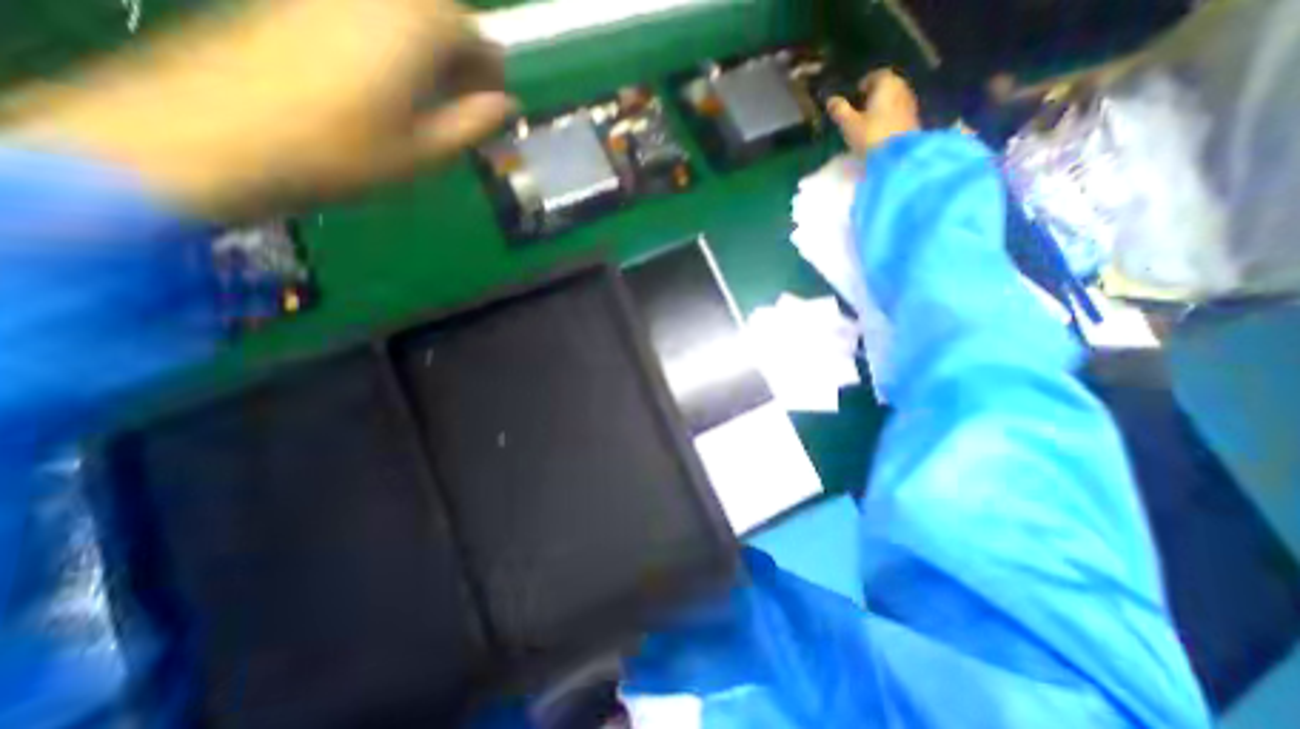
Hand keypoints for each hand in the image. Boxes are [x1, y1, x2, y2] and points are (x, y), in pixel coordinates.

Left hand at [11, 0, 518, 218]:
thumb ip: (472, 122)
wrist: (218, 135)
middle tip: (463, 98)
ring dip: (428, 47)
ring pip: (401, 10)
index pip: (473, 32)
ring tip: (429, 94)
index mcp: (414, 29)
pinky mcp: (294, 2)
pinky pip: (363, 11)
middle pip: (437, 10)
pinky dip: (390, 40)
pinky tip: (385, 80)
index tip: (493, 102)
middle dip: (460, 52)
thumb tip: (507, 105)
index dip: (490, 68)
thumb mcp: (425, 151)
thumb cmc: (343, 154)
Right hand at [827, 69, 918, 156]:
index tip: (856, 93)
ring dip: (883, 104)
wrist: (898, 156)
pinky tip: (881, 128)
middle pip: (888, 85)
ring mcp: (910, 103)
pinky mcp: (913, 119)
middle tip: (861, 106)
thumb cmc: (871, 137)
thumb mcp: (849, 125)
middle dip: (875, 93)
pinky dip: (890, 114)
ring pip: (894, 97)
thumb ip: (840, 111)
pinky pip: (899, 110)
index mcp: (887, 84)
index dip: (866, 82)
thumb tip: (830, 100)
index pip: (877, 74)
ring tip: (869, 119)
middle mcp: (902, 88)